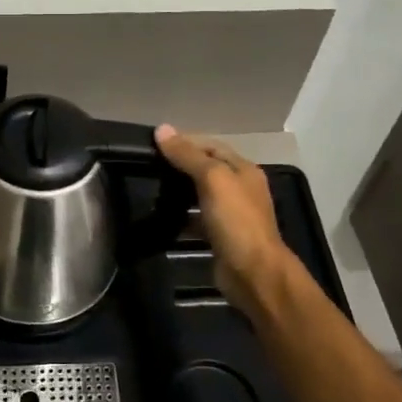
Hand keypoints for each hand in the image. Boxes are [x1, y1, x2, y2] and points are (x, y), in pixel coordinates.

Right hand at [154, 126, 292, 311]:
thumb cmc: (236, 221)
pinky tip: (162, 218)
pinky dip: (181, 217)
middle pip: (206, 169)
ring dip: (179, 191)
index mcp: (243, 170)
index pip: (211, 146)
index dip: (185, 142)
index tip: (154, 144)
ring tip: (150, 189)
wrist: (253, 273)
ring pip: (201, 194)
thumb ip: (187, 155)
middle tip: (148, 166)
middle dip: (180, 165)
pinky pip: (197, 219)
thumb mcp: (212, 180)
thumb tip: (161, 129)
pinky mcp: (221, 236)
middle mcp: (240, 188)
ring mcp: (232, 214)